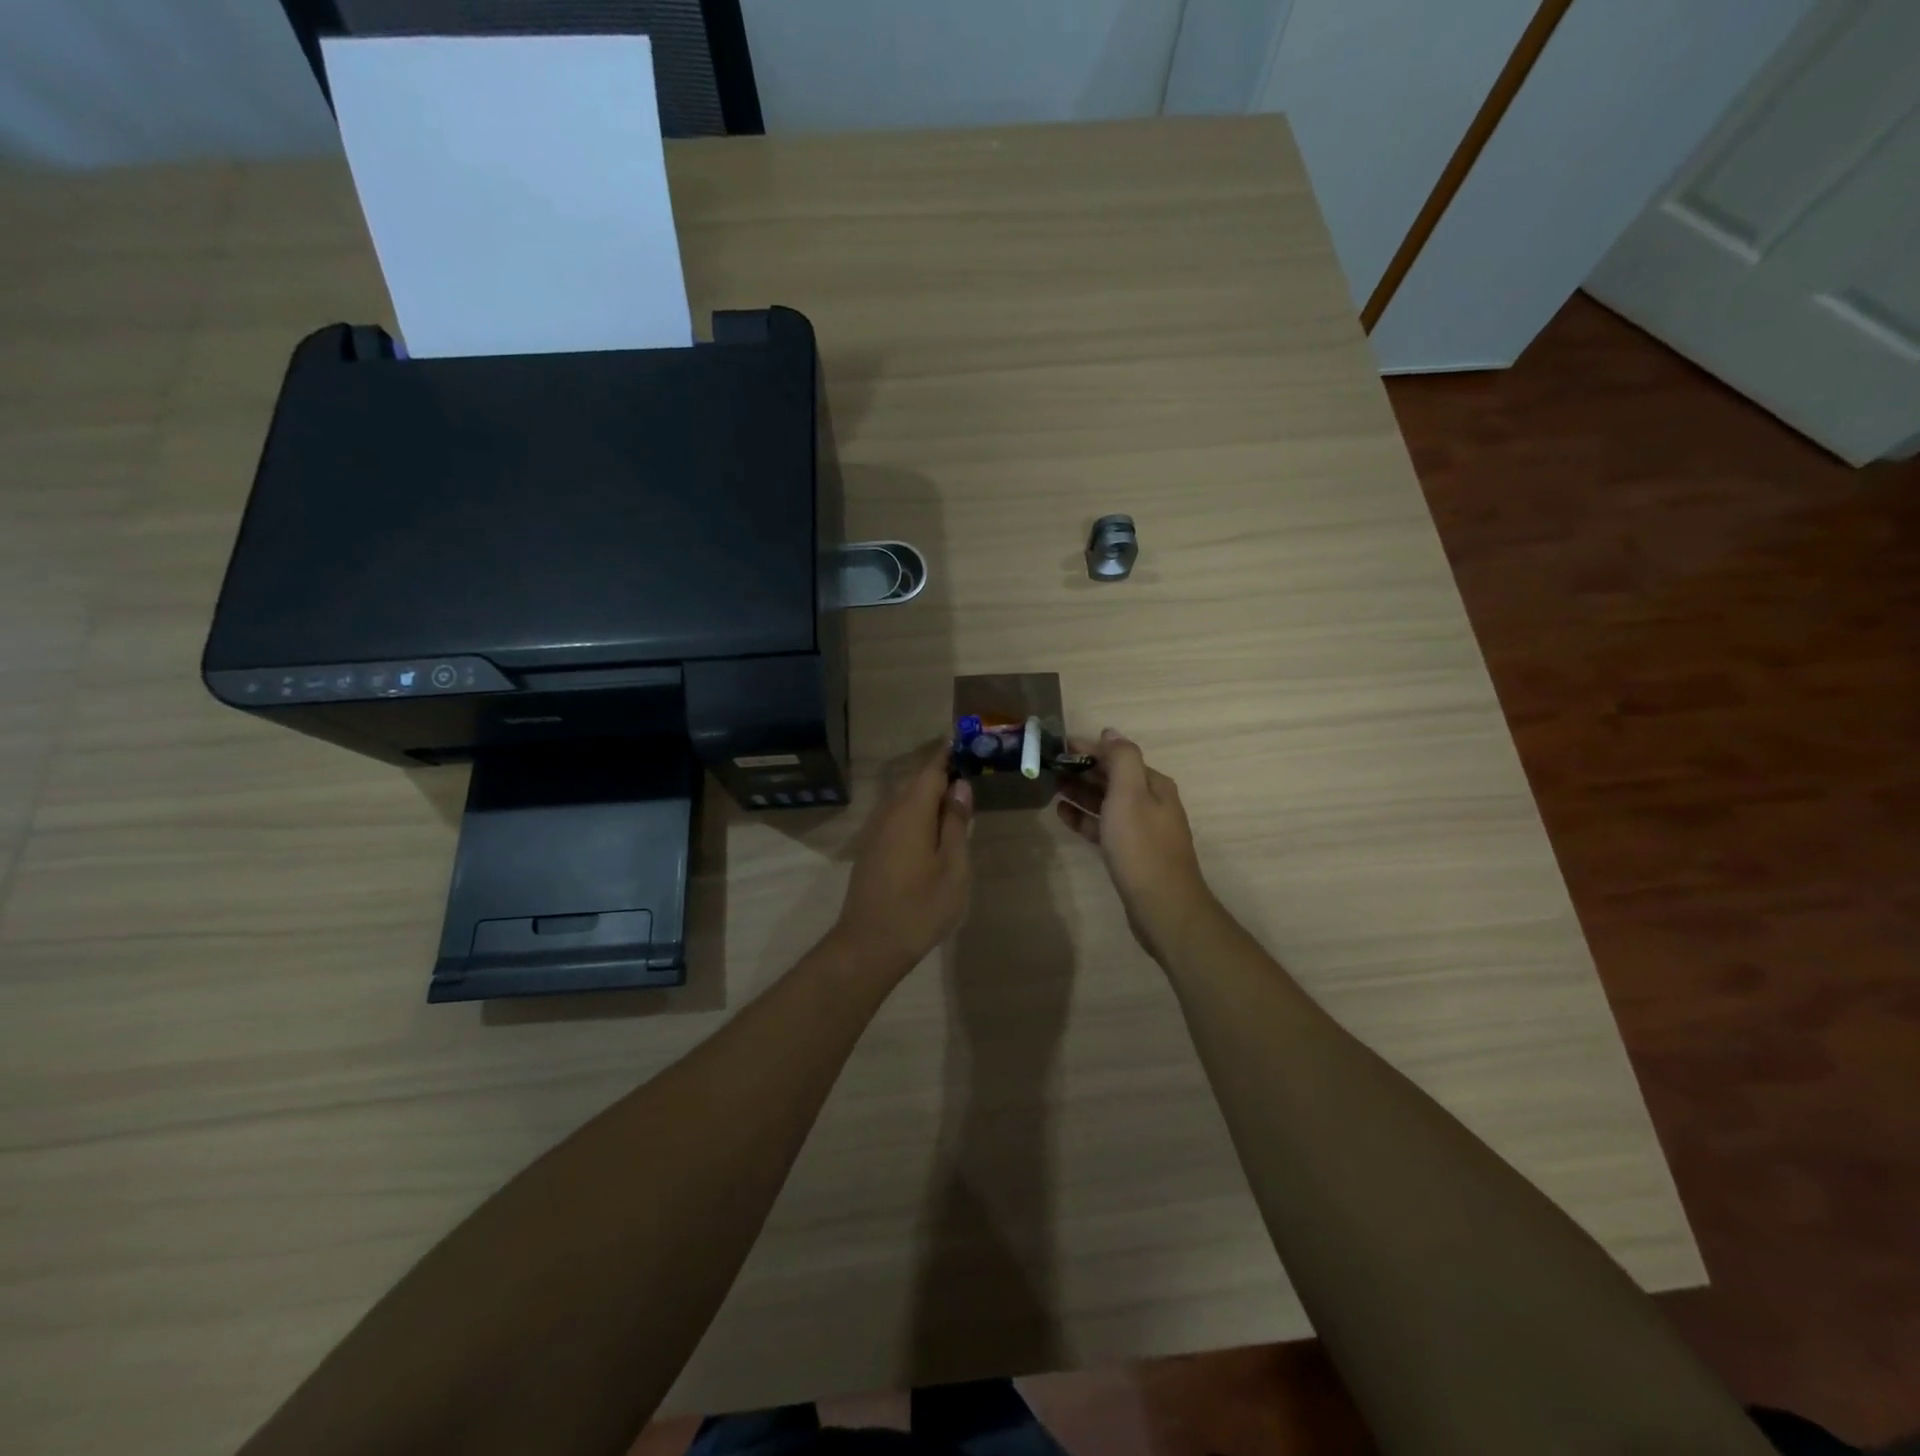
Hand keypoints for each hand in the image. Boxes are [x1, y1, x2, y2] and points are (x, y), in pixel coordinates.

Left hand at [831, 744, 973, 979]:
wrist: (869, 945)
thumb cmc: (919, 908)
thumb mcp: (952, 868)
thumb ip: (956, 824)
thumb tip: (960, 787)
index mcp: (911, 812)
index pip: (932, 769)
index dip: (949, 753)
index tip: (968, 739)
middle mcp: (889, 813)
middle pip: (917, 782)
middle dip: (943, 771)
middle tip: (972, 767)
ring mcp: (877, 831)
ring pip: (906, 800)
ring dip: (931, 793)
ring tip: (959, 796)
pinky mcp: (872, 849)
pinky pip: (899, 817)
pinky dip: (919, 811)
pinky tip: (935, 827)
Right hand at [1056, 729, 1217, 963]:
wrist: (1162, 905)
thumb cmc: (1141, 846)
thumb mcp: (1130, 794)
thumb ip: (1121, 758)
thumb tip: (1110, 732)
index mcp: (1153, 784)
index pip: (1117, 755)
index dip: (1088, 748)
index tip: (1057, 746)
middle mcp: (1151, 802)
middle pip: (1112, 777)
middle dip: (1083, 769)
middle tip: (1048, 766)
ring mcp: (1141, 829)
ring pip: (1106, 802)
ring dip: (1080, 791)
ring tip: (1051, 786)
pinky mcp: (1130, 853)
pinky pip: (1103, 826)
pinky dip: (1084, 818)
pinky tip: (1063, 814)